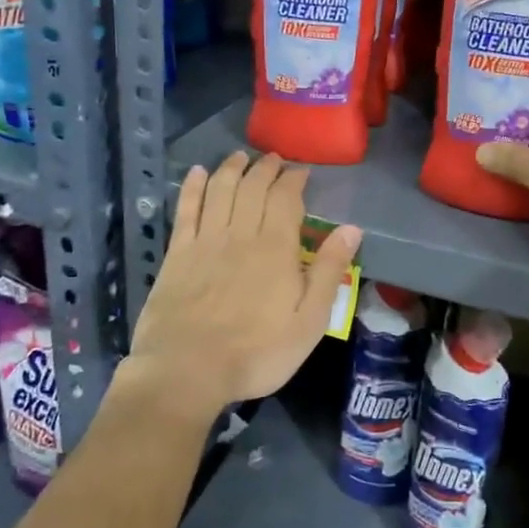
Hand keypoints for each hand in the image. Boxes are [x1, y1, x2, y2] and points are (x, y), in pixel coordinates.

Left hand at [124, 151, 361, 418]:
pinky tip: (197, 173)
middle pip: (253, 187)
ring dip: (232, 168)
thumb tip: (351, 229)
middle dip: (265, 168)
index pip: (285, 198)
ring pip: (220, 190)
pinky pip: (186, 210)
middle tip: (274, 159)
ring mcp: (205, 241)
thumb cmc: (257, 353)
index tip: (301, 170)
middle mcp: (240, 234)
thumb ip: (330, 272)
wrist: (187, 371)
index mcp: (275, 248)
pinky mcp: (178, 253)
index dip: (294, 179)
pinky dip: (192, 187)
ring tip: (241, 156)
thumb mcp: (309, 322)